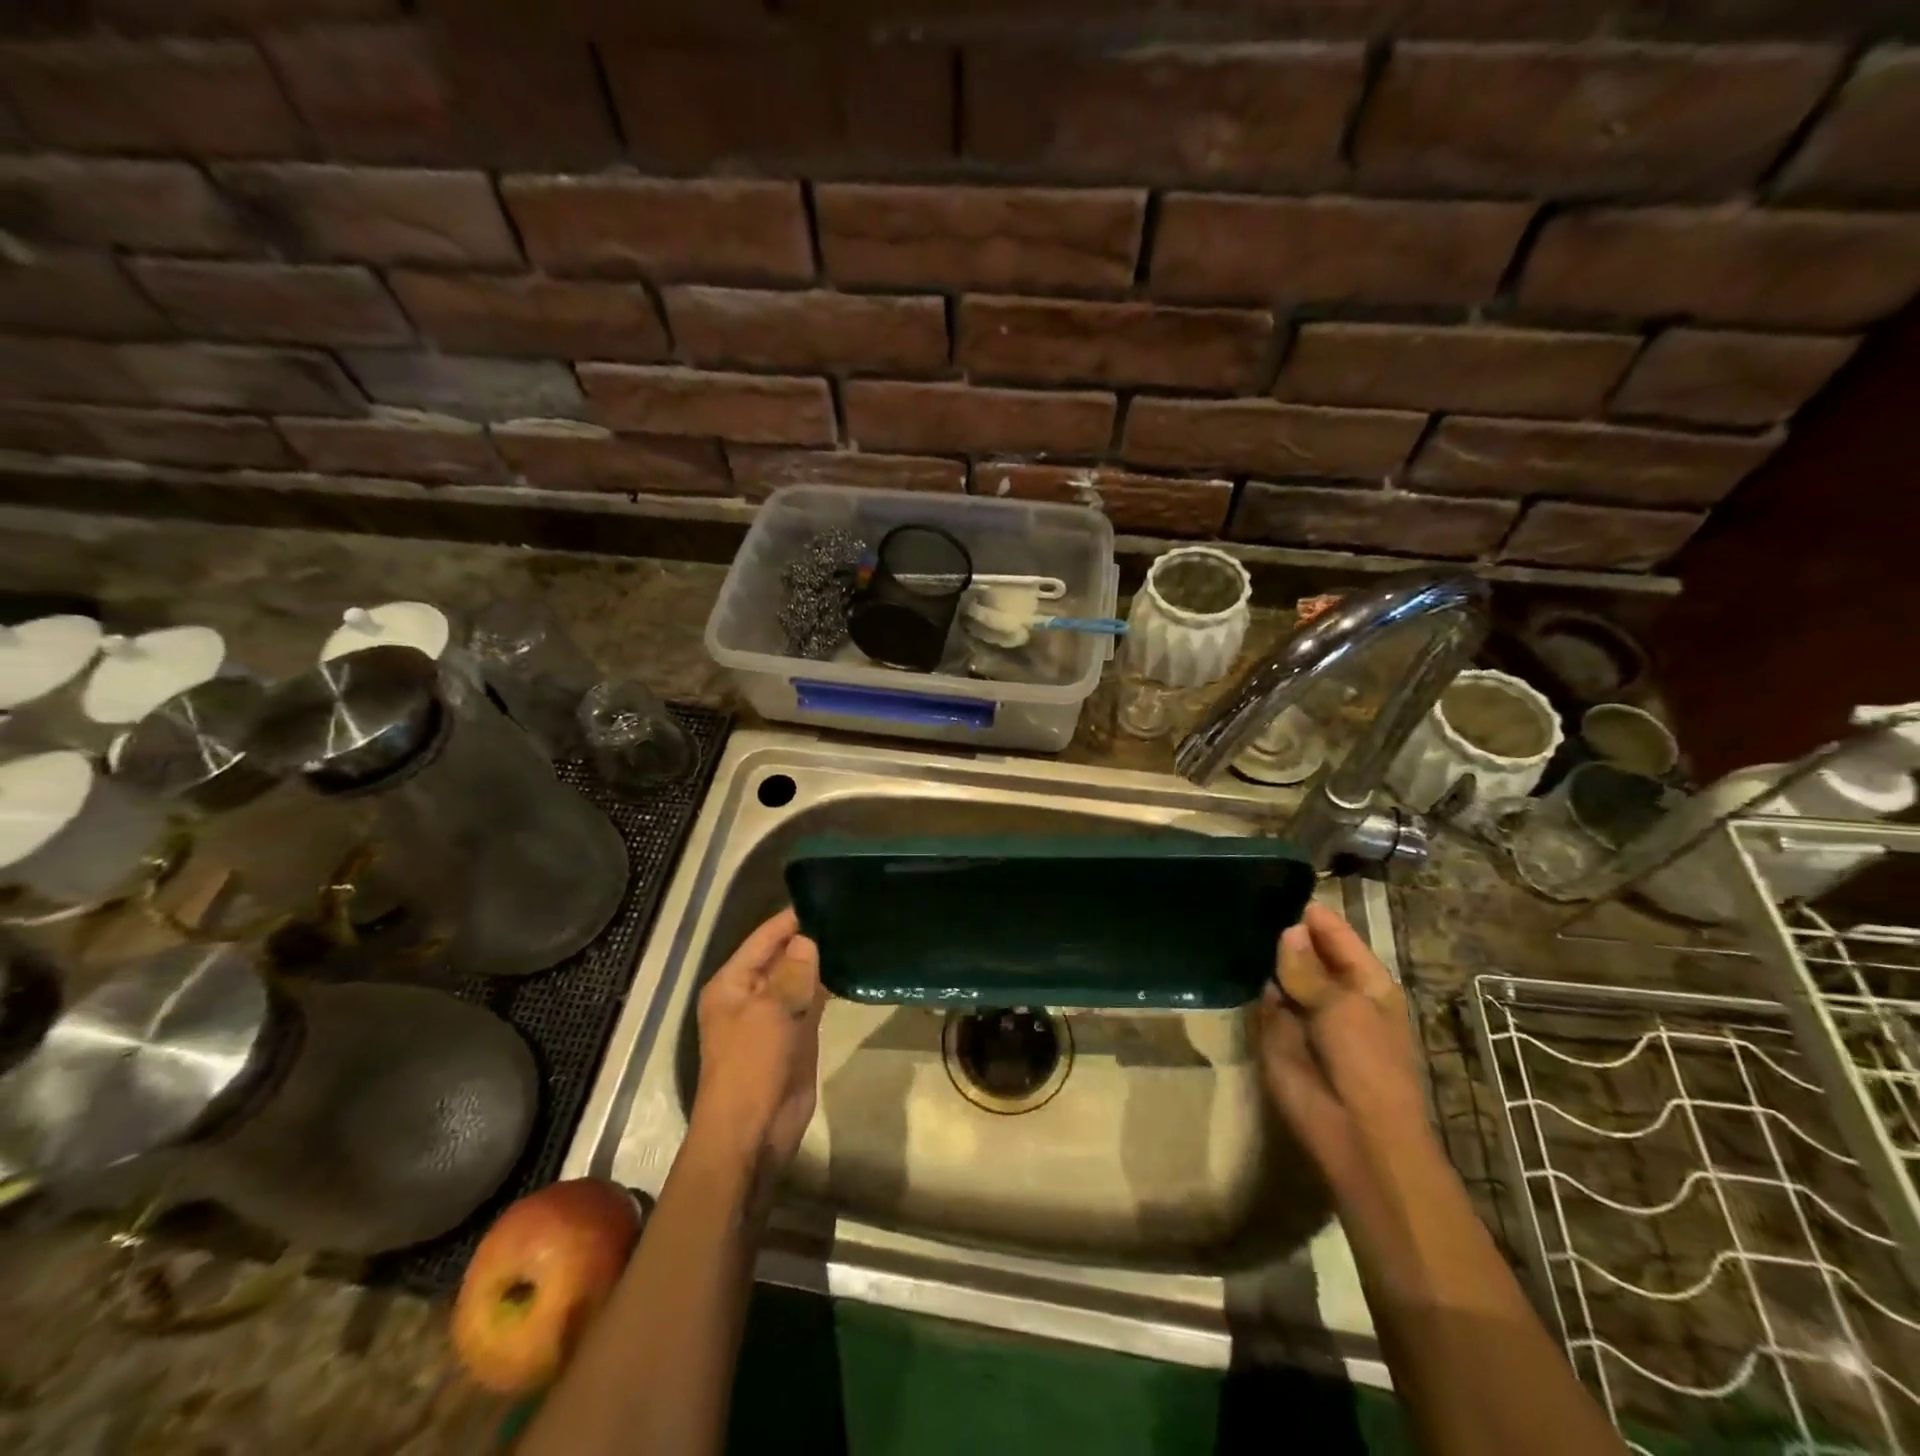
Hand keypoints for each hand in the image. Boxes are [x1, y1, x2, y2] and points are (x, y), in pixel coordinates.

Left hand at [689, 909, 826, 1179]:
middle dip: (810, 937)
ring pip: (799, 977)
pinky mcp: (795, 1035)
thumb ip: (791, 972)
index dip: (792, 919)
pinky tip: (852, 969)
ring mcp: (773, 1015)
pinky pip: (811, 1000)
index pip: (764, 938)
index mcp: (732, 983)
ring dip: (821, 961)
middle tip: (849, 912)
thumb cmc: (752, 1066)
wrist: (753, 1133)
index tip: (826, 897)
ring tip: (855, 933)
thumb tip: (807, 939)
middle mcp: (750, 994)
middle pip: (782, 955)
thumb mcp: (770, 1012)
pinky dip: (827, 986)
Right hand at [1255, 901, 1434, 1202]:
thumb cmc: (1366, 1064)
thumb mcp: (1342, 1008)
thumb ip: (1308, 968)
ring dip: (1261, 954)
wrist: (1354, 1135)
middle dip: (1280, 931)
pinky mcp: (1275, 1033)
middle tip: (1243, 897)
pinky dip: (1248, 982)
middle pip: (1304, 950)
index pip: (1334, 934)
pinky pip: (1260, 999)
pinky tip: (1224, 955)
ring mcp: (1302, 1011)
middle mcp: (1333, 991)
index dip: (1310, 913)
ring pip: (1278, 972)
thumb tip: (1288, 930)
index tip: (1275, 884)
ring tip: (1228, 918)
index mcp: (1365, 982)